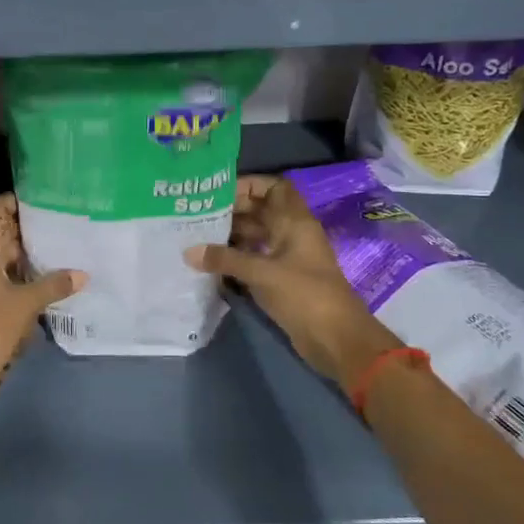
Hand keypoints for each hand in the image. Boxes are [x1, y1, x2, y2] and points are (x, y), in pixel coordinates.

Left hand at [0, 194, 83, 396]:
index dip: (19, 199)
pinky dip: (27, 271)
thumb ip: (54, 285)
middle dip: (32, 225)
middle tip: (66, 218)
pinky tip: (53, 274)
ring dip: (32, 250)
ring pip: (8, 254)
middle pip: (4, 230)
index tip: (48, 195)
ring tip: (66, 242)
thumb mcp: (26, 304)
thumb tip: (83, 274)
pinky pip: (8, 274)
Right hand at [185, 175, 392, 387]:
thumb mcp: (262, 273)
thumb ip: (225, 260)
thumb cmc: (304, 295)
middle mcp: (291, 234)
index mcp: (295, 222)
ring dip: (231, 235)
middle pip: (261, 211)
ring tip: (197, 236)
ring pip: (256, 236)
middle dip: (232, 210)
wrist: (336, 338)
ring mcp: (287, 258)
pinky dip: (236, 258)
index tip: (218, 191)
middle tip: (198, 214)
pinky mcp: (281, 280)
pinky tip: (211, 262)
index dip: (249, 184)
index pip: (274, 187)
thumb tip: (188, 251)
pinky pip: (255, 259)